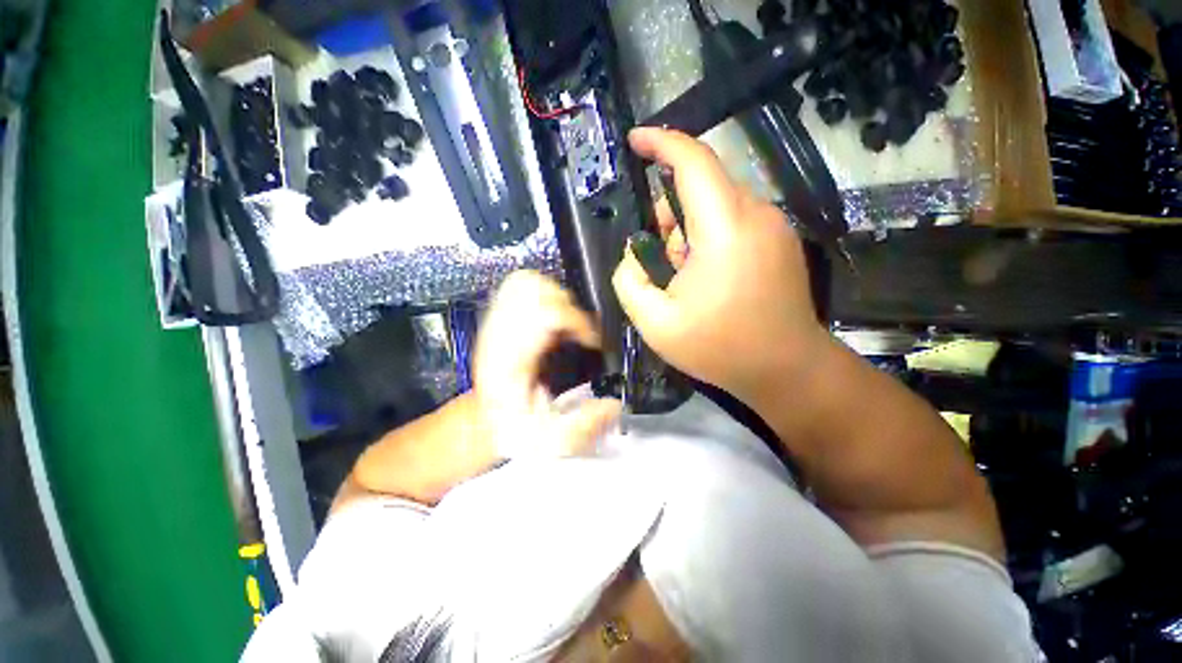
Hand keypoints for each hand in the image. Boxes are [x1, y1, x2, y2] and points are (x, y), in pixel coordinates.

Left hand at [475, 271, 621, 458]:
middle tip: (577, 330)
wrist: (486, 419)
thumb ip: (584, 427)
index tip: (591, 341)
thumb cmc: (516, 427)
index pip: (542, 315)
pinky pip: (519, 286)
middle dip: (567, 306)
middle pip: (533, 289)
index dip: (576, 321)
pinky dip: (542, 291)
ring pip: (525, 282)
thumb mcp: (550, 440)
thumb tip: (615, 404)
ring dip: (555, 295)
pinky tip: (552, 316)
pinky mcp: (499, 316)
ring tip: (566, 322)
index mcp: (510, 361)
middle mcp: (499, 334)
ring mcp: (495, 322)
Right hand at [612, 127, 827, 401]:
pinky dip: (709, 236)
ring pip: (717, 204)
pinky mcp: (780, 240)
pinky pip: (734, 220)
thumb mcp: (655, 323)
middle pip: (703, 185)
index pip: (694, 161)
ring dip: (688, 229)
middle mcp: (756, 215)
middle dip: (669, 212)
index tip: (635, 141)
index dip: (661, 142)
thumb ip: (628, 279)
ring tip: (684, 276)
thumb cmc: (720, 348)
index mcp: (725, 229)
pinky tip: (706, 276)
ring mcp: (774, 226)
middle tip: (659, 259)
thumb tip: (635, 252)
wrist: (787, 370)